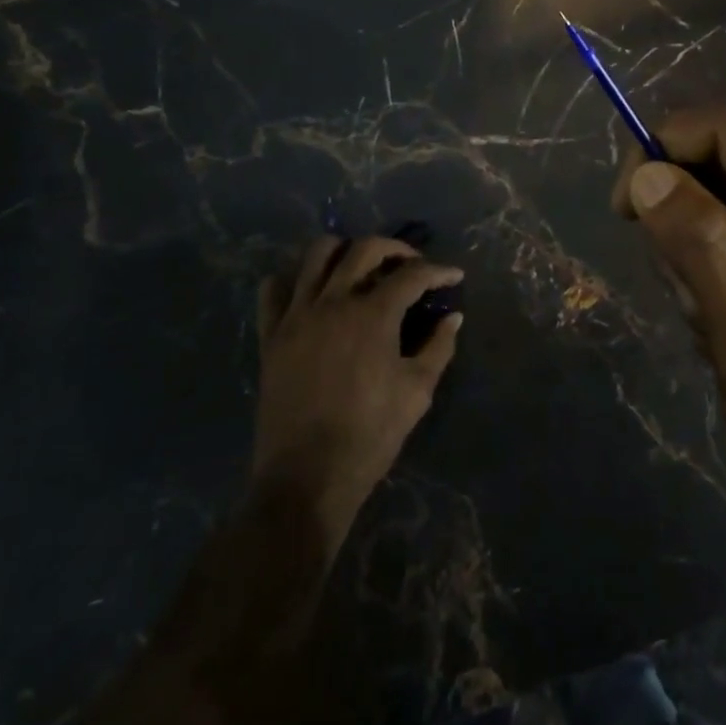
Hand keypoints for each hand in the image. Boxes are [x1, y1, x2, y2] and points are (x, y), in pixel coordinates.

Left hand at [252, 237, 463, 541]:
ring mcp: (297, 315)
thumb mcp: (417, 392)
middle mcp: (333, 302)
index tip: (454, 276)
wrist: (306, 477)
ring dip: (344, 250)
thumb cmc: (370, 435)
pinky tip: (310, 292)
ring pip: (316, 255)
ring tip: (360, 266)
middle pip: (365, 249)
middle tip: (411, 264)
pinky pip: (273, 290)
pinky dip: (293, 280)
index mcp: (373, 314)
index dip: (438, 271)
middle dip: (395, 248)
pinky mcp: (271, 335)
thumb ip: (438, 347)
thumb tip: (453, 317)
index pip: (412, 275)